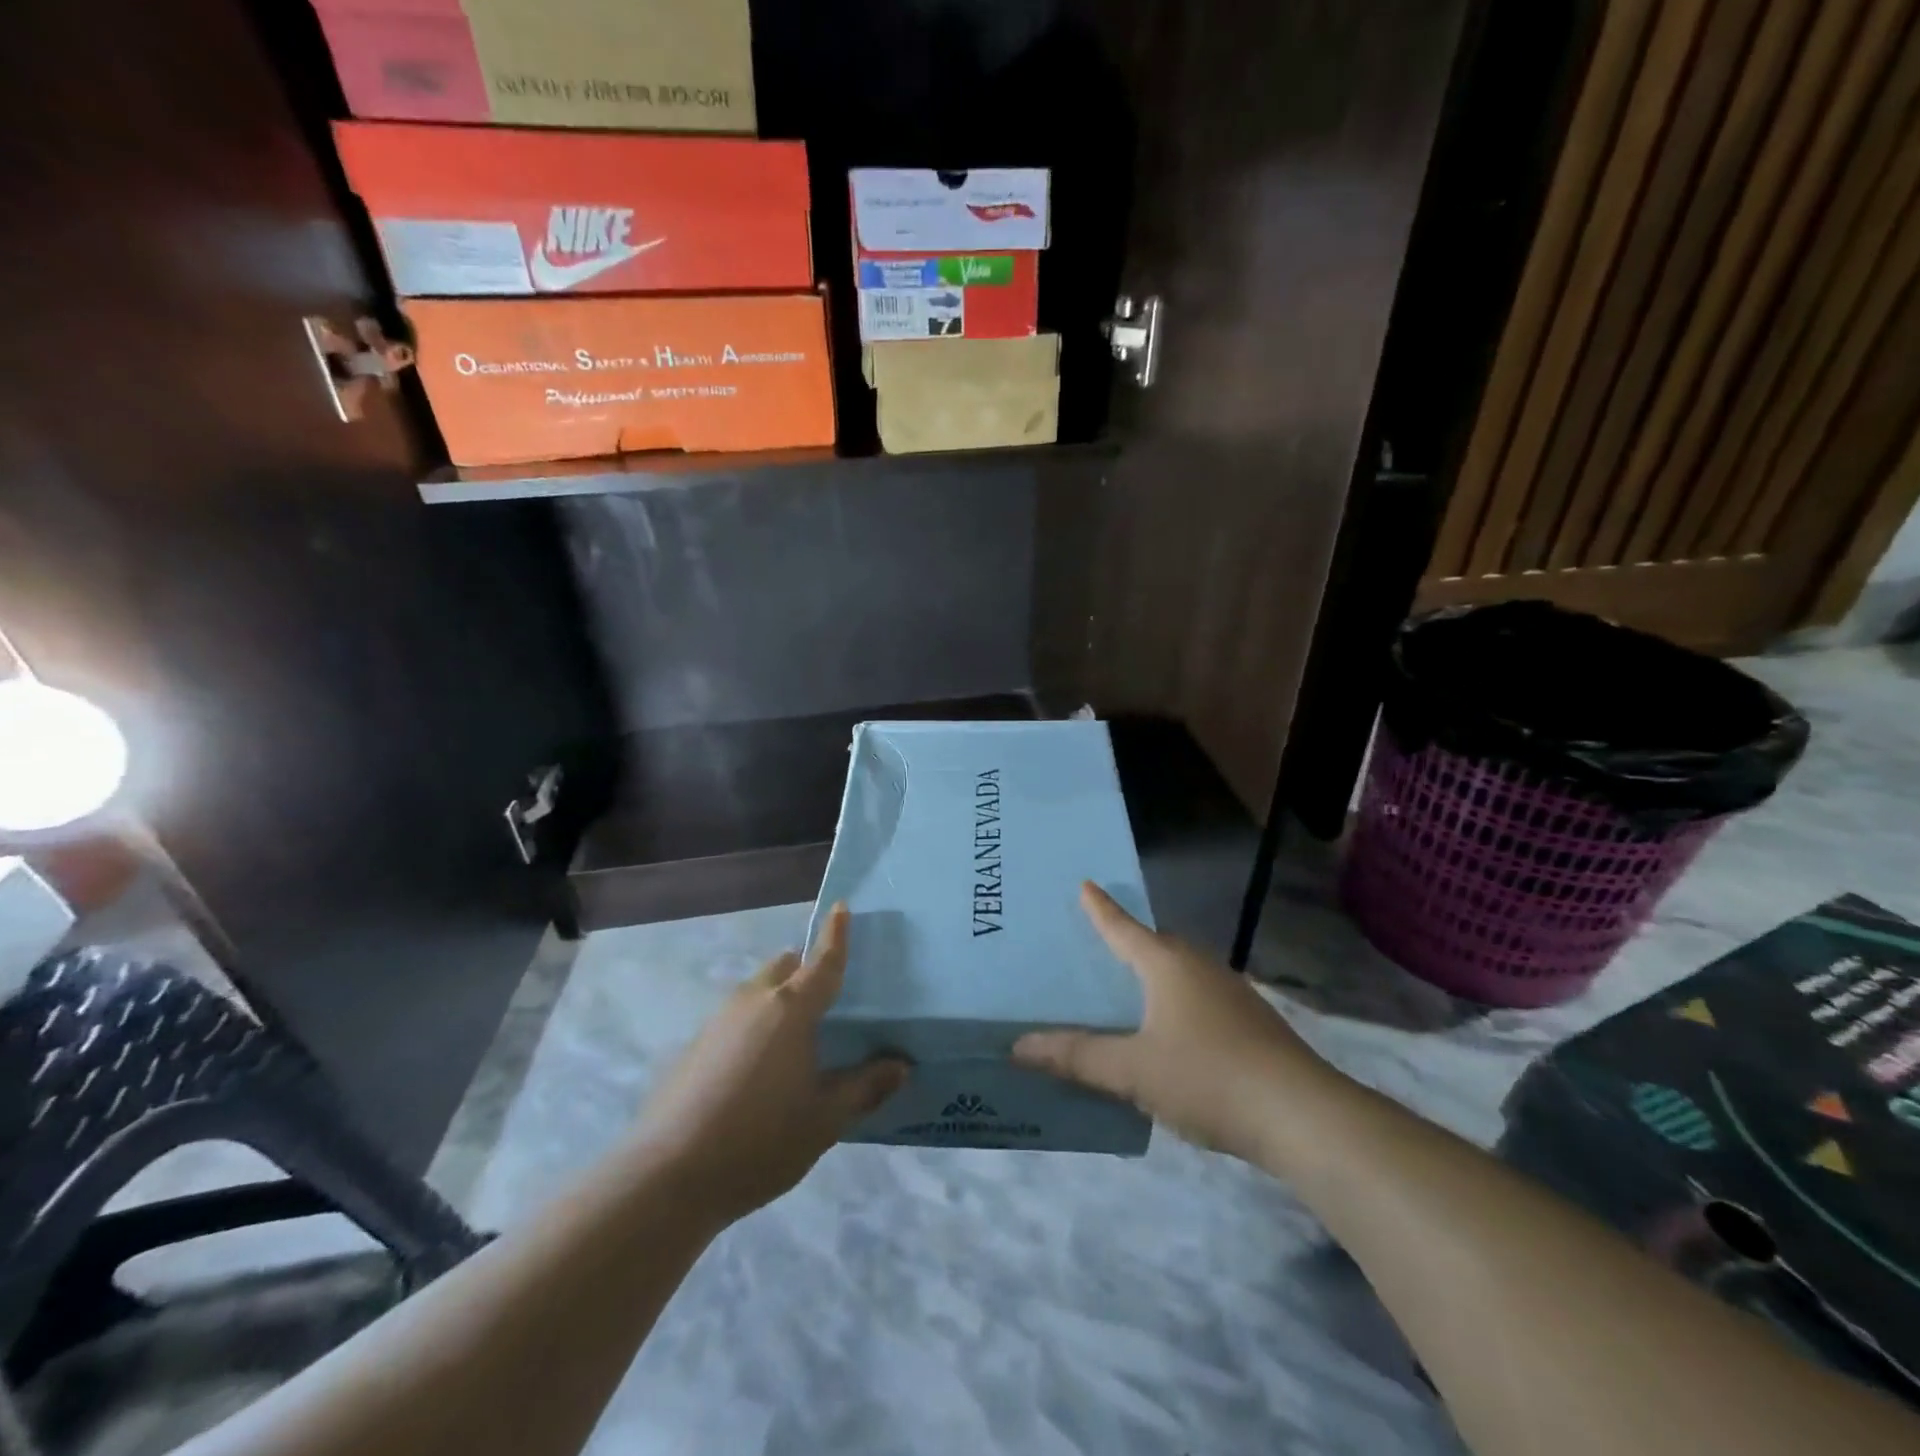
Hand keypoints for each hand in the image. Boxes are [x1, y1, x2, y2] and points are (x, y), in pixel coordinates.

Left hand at [630, 904, 907, 1226]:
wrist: (667, 1177)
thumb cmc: (760, 1139)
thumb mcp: (825, 1119)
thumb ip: (865, 1087)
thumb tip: (901, 1064)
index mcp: (791, 1009)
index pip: (822, 961)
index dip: (836, 934)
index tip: (841, 906)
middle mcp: (754, 1002)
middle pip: (784, 967)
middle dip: (805, 969)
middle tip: (828, 997)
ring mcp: (718, 1022)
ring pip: (758, 992)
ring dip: (779, 999)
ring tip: (797, 1040)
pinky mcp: (695, 1047)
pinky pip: (737, 1019)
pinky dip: (756, 1025)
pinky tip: (760, 1071)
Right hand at [1013, 883, 1329, 1162]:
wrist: (1303, 1115)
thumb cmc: (1208, 1077)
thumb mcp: (1133, 1071)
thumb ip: (1077, 1057)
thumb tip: (1019, 1046)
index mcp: (1168, 965)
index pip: (1124, 928)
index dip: (1101, 909)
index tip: (1086, 884)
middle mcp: (1200, 967)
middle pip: (1156, 946)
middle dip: (1129, 943)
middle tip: (1098, 947)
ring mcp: (1231, 994)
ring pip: (1181, 974)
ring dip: (1155, 977)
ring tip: (1129, 992)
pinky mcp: (1251, 1023)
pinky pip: (1199, 999)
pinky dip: (1176, 1004)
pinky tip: (1171, 1035)